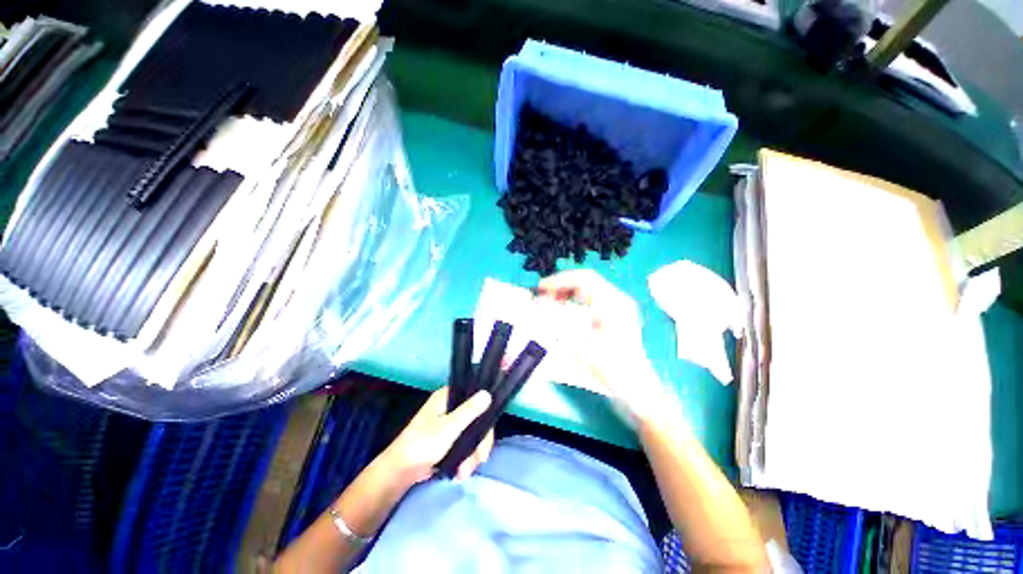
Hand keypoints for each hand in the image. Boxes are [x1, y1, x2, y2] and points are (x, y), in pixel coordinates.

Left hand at [378, 387, 494, 486]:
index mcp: (447, 397)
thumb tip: (488, 393)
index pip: (475, 398)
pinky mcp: (447, 439)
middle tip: (480, 459)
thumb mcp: (449, 427)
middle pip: (476, 419)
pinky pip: (465, 444)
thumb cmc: (423, 444)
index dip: (485, 415)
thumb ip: (470, 411)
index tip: (488, 435)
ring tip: (465, 472)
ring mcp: (448, 423)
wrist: (399, 472)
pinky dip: (466, 458)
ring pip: (472, 434)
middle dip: (478, 443)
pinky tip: (462, 471)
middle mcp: (449, 406)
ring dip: (472, 455)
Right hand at [538, 269, 670, 425]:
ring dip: (566, 295)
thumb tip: (537, 306)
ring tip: (549, 304)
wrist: (637, 392)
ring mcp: (616, 310)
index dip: (560, 280)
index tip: (541, 288)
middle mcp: (617, 301)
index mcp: (613, 302)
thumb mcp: (583, 345)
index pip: (583, 278)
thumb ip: (557, 323)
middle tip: (542, 297)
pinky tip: (563, 314)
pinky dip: (573, 305)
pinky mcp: (613, 320)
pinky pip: (590, 304)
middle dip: (561, 287)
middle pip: (585, 283)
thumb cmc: (613, 368)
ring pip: (586, 293)